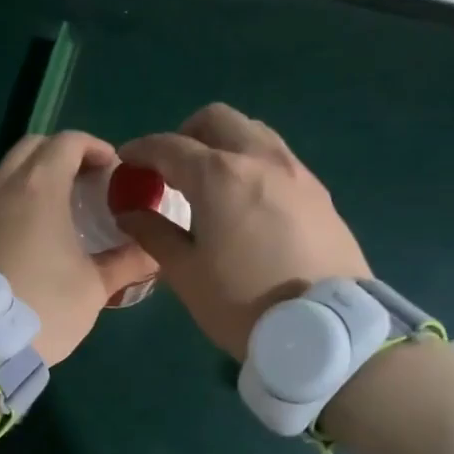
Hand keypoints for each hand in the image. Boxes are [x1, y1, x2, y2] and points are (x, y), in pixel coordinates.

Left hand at [0, 131, 157, 364]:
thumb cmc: (44, 307)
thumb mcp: (94, 287)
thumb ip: (128, 262)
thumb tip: (155, 250)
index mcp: (38, 188)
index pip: (67, 141)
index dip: (94, 147)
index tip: (111, 168)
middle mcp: (0, 187)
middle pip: (31, 147)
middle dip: (61, 154)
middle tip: (84, 182)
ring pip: (3, 173)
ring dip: (30, 178)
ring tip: (52, 210)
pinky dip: (6, 204)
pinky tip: (19, 238)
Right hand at [117, 103, 369, 359]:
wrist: (327, 333)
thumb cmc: (243, 304)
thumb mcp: (186, 274)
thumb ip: (153, 234)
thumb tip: (129, 212)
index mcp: (220, 176)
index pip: (170, 146)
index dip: (141, 150)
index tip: (126, 161)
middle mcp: (260, 159)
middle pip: (217, 120)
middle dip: (186, 134)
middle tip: (171, 167)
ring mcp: (296, 172)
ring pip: (253, 132)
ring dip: (224, 143)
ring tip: (210, 181)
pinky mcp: (319, 192)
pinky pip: (278, 158)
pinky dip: (253, 163)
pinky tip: (247, 201)